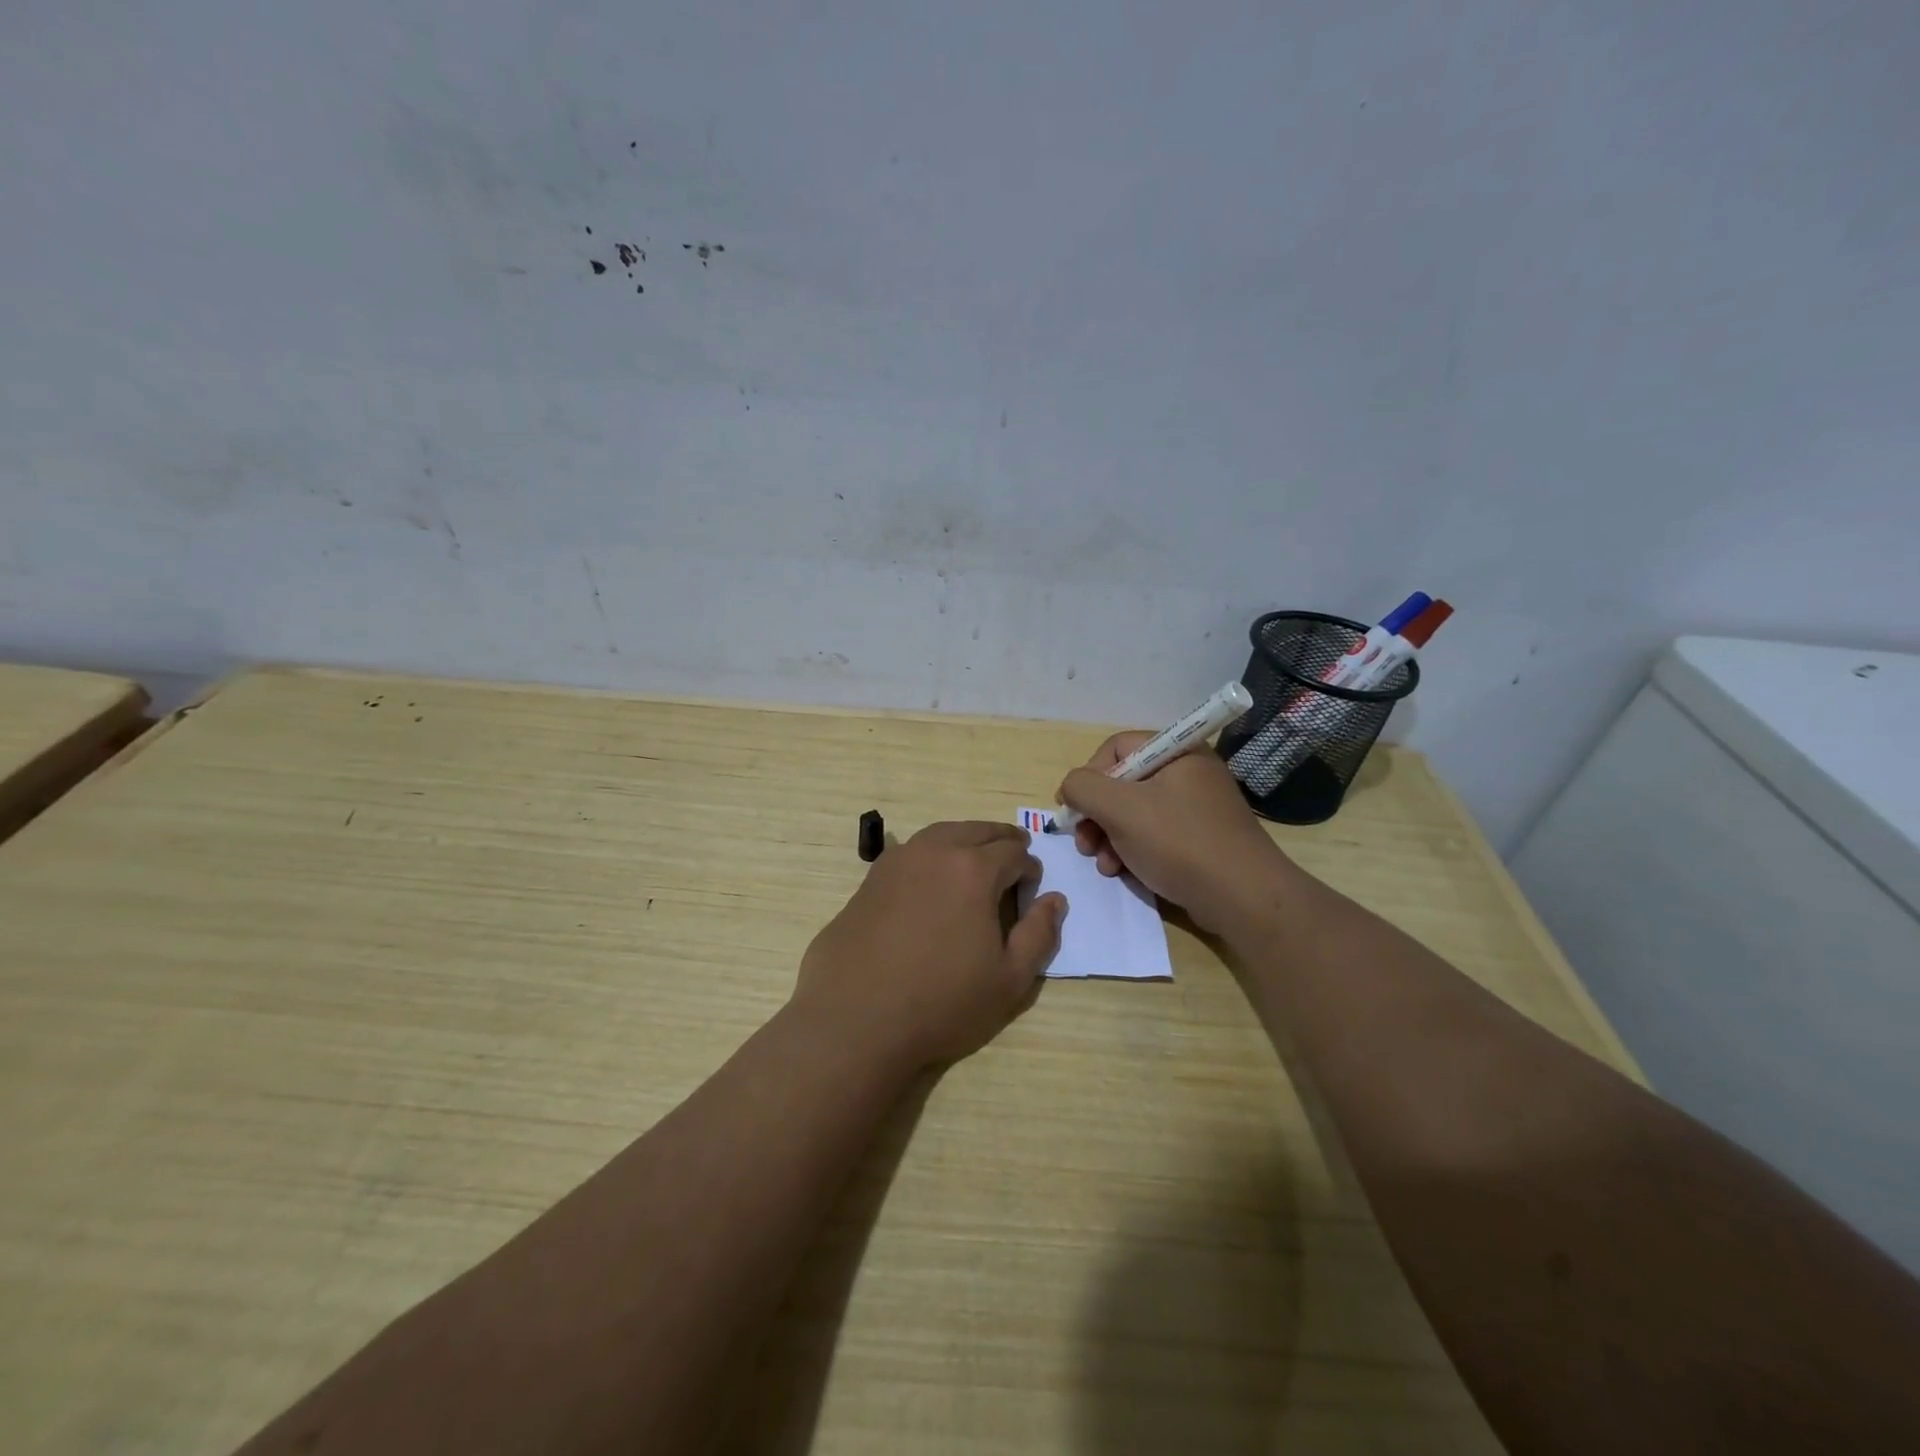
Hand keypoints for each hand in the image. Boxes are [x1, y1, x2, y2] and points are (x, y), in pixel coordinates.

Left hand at [796, 821, 1066, 1068]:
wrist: (855, 1019)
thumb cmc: (941, 1003)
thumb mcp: (1009, 980)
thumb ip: (1040, 934)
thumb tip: (1055, 899)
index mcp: (974, 869)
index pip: (1015, 851)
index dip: (1030, 869)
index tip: (1030, 892)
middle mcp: (935, 850)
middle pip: (979, 830)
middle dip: (1001, 843)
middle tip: (1011, 864)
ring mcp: (897, 860)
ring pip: (942, 834)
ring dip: (965, 843)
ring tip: (974, 867)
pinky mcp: (870, 877)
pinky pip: (912, 852)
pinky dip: (932, 856)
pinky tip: (931, 884)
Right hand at [1057, 733, 1294, 935]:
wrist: (1243, 899)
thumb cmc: (1179, 843)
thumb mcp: (1120, 809)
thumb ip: (1083, 787)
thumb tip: (1071, 787)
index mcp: (1177, 752)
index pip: (1116, 748)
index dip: (1089, 776)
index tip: (1075, 809)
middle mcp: (1188, 772)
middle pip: (1123, 783)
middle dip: (1096, 814)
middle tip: (1084, 843)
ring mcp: (1196, 807)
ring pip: (1134, 812)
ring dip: (1109, 837)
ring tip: (1104, 864)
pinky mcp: (1199, 838)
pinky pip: (1154, 834)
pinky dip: (1132, 850)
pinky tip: (1122, 871)